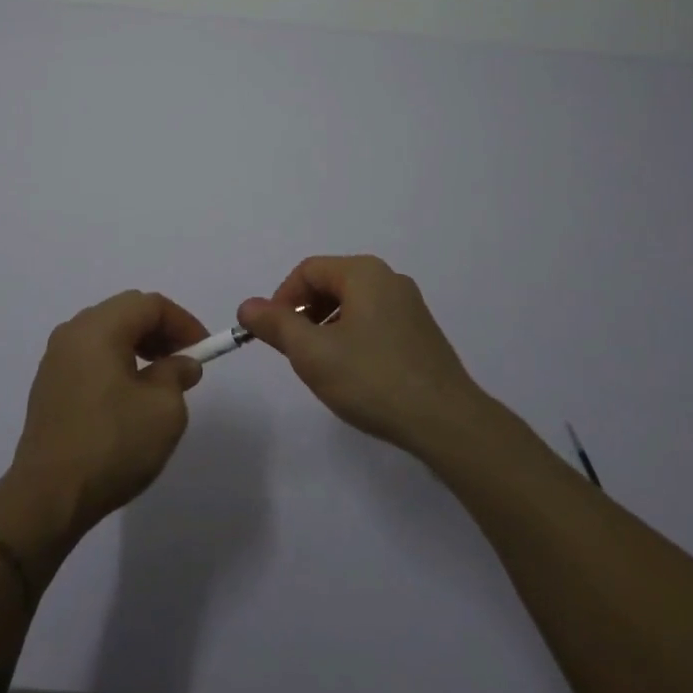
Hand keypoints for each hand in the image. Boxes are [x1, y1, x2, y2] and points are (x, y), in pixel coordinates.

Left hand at [10, 290, 207, 534]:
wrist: (47, 498)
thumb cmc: (112, 444)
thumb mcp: (164, 410)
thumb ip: (177, 375)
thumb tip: (181, 364)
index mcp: (99, 327)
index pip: (149, 304)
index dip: (183, 322)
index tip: (204, 349)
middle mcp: (72, 332)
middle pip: (125, 313)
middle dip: (160, 331)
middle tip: (184, 361)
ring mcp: (55, 359)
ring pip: (106, 334)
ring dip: (138, 347)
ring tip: (160, 380)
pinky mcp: (48, 386)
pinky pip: (89, 357)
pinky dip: (116, 363)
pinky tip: (128, 397)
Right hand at [237, 255, 483, 455]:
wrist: (445, 421)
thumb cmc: (372, 379)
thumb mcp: (312, 353)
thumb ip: (276, 325)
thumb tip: (247, 306)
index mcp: (364, 273)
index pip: (308, 271)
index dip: (282, 298)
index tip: (272, 334)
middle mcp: (389, 279)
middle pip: (331, 284)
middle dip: (305, 313)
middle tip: (293, 350)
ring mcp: (410, 305)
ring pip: (353, 304)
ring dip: (327, 327)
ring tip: (321, 365)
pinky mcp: (421, 332)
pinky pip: (374, 321)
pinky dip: (352, 337)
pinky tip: (353, 373)